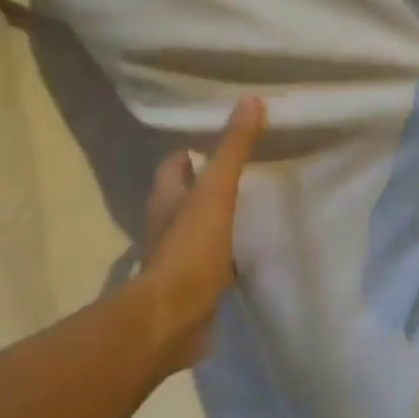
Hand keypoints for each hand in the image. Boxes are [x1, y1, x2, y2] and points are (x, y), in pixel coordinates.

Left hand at [136, 96, 265, 372]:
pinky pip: (210, 261)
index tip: (225, 144)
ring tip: (253, 209)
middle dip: (210, 184)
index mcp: (165, 195)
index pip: (175, 162)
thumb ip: (233, 149)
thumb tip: (250, 100)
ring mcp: (175, 255)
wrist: (174, 317)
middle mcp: (165, 221)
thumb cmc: (190, 248)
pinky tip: (249, 253)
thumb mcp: (216, 191)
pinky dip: (226, 254)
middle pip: (186, 194)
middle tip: (247, 174)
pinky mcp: (190, 285)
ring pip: (198, 228)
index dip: (195, 151)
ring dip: (219, 220)